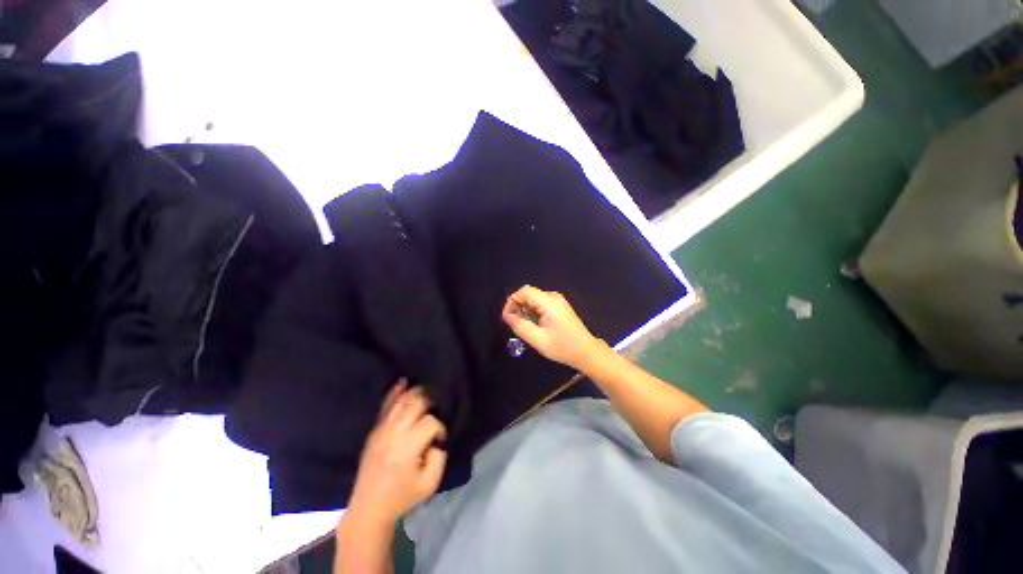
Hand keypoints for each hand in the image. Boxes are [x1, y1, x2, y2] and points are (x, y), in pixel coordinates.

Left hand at [347, 380, 447, 525]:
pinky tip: (404, 382)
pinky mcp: (375, 430)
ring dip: (417, 394)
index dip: (440, 428)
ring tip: (428, 394)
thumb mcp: (430, 483)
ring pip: (402, 401)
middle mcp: (394, 434)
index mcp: (408, 448)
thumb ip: (440, 456)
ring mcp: (381, 430)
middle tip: (437, 412)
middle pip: (417, 404)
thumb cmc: (403, 496)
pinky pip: (385, 406)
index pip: (431, 422)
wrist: (369, 508)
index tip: (440, 440)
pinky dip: (395, 392)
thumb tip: (437, 438)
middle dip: (431, 403)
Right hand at [501, 285, 608, 370]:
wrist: (586, 352)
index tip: (506, 317)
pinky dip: (533, 311)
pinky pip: (540, 303)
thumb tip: (507, 316)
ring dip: (525, 310)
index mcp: (549, 302)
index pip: (524, 291)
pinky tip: (534, 325)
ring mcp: (558, 301)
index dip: (511, 302)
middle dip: (517, 306)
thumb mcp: (538, 339)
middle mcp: (553, 297)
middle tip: (514, 323)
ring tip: (524, 326)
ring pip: (533, 298)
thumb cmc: (562, 347)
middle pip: (528, 294)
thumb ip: (520, 326)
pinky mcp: (559, 306)